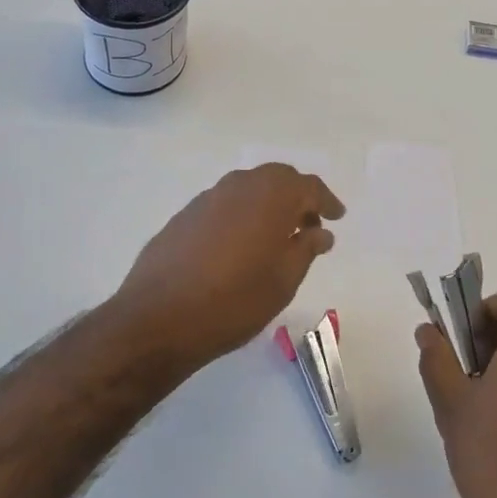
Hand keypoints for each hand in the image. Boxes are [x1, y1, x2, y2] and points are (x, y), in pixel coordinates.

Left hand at [112, 164, 344, 369]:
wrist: (159, 317)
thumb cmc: (235, 300)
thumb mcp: (284, 280)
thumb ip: (306, 248)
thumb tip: (320, 231)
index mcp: (271, 196)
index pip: (308, 186)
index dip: (326, 201)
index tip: (337, 217)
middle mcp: (240, 185)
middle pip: (277, 179)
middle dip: (297, 198)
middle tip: (308, 226)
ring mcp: (208, 198)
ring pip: (248, 189)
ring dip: (267, 205)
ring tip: (275, 239)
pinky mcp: (184, 216)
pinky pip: (224, 205)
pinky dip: (241, 216)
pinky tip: (239, 246)